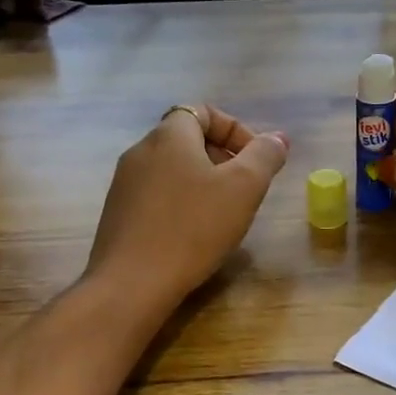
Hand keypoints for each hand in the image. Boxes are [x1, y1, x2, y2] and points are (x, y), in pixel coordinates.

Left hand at [87, 105, 289, 313]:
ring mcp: (124, 184)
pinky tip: (194, 234)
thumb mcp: (243, 188)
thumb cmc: (193, 228)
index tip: (255, 160)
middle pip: (187, 139)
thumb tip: (277, 139)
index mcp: (169, 136)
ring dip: (202, 182)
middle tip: (245, 189)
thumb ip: (264, 156)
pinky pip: (157, 195)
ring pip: (172, 169)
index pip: (202, 111)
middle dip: (222, 157)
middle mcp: (141, 151)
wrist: (132, 283)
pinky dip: (181, 203)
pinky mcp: (118, 214)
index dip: (234, 129)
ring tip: (223, 214)